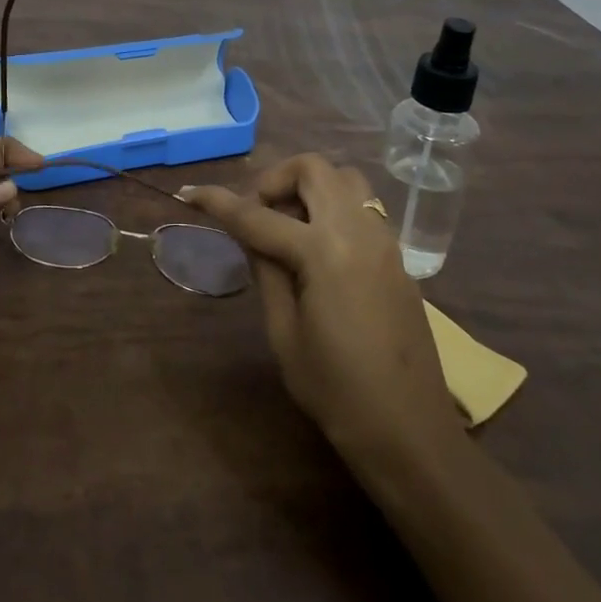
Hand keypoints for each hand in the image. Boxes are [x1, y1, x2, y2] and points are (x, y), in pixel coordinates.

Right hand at [183, 155, 464, 460]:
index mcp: (323, 252)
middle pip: (313, 169)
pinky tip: (318, 249)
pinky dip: (333, 208)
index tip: (190, 192)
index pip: (258, 216)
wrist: (410, 432)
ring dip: (310, 188)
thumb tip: (251, 235)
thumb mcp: (284, 333)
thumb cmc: (336, 391)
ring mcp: (384, 242)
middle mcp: (357, 232)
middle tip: (256, 213)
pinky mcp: (398, 258)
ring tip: (289, 227)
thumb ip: (266, 270)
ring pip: (345, 180)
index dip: (218, 202)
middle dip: (275, 179)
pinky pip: (363, 208)